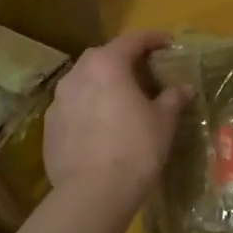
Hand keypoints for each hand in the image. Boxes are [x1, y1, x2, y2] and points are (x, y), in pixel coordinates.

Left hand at [44, 29, 191, 204]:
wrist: (93, 193)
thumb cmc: (135, 149)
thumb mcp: (163, 123)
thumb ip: (172, 99)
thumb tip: (183, 89)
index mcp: (106, 65)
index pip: (132, 40)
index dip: (153, 39)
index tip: (168, 43)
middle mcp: (77, 75)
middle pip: (101, 56)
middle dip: (122, 60)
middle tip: (141, 73)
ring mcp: (58, 101)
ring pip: (82, 82)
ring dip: (101, 84)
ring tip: (118, 100)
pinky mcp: (49, 127)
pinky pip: (72, 108)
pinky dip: (87, 109)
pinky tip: (99, 127)